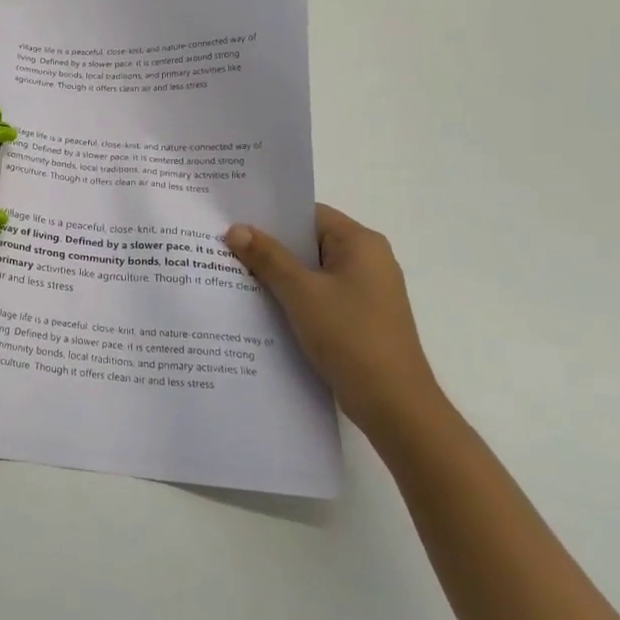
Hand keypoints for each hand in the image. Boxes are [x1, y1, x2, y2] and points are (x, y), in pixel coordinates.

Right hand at [226, 205, 446, 440]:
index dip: (271, 216)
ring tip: (234, 273)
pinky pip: (319, 294)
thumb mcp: (301, 292)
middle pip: (309, 242)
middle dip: (269, 246)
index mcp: (361, 243)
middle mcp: (368, 261)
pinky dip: (293, 296)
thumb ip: (267, 257)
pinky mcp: (359, 317)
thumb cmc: (350, 336)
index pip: (309, 214)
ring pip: (312, 271)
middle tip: (224, 245)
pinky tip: (261, 305)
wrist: (394, 405)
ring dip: (278, 274)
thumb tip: (236, 229)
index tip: (233, 219)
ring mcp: (365, 291)